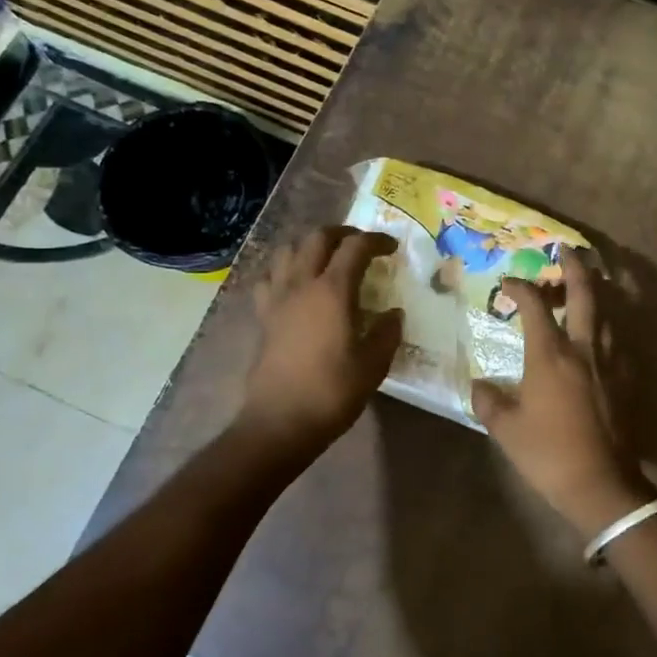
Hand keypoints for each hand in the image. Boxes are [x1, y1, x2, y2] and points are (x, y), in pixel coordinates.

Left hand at [238, 226, 402, 454]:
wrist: (280, 422)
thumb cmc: (332, 392)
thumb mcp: (373, 365)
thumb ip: (387, 333)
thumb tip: (394, 314)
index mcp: (333, 291)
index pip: (356, 248)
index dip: (376, 240)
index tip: (392, 248)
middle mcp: (302, 285)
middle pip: (317, 238)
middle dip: (342, 234)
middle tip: (361, 245)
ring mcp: (277, 299)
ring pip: (288, 251)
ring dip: (309, 246)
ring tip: (327, 258)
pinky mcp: (263, 317)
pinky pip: (269, 279)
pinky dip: (284, 271)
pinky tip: (295, 286)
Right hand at [472, 248, 652, 537]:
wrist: (602, 484)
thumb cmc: (548, 454)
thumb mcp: (506, 429)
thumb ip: (488, 401)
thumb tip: (479, 386)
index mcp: (551, 354)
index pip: (535, 305)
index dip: (520, 287)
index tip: (507, 283)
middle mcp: (584, 348)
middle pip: (584, 294)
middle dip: (574, 266)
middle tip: (567, 249)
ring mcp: (610, 362)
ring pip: (607, 313)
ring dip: (595, 292)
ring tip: (584, 284)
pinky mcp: (626, 380)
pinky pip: (617, 340)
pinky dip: (607, 326)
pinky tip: (599, 333)